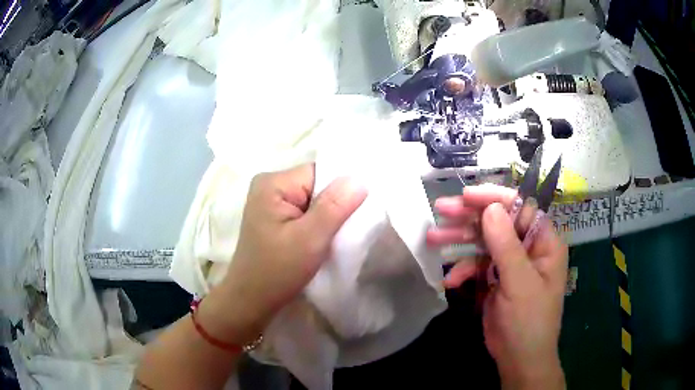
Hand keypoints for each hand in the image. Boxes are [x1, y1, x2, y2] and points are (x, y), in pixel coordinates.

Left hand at [205, 164, 366, 342]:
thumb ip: (335, 206)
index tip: (354, 215)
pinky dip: (317, 224)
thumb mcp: (310, 239)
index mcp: (273, 183)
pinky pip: (305, 212)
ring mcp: (271, 202)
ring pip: (313, 200)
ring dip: (327, 217)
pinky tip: (322, 239)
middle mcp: (269, 185)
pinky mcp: (275, 217)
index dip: (340, 192)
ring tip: (334, 237)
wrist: (251, 300)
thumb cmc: (277, 271)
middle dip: (334, 206)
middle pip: (317, 185)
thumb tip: (360, 179)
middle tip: (345, 230)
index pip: (320, 173)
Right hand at [427, 184, 567, 388]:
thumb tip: (490, 208)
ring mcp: (510, 262)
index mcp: (544, 242)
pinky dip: (462, 270)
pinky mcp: (495, 277)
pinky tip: (451, 282)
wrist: (518, 359)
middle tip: (440, 209)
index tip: (465, 197)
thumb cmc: (529, 321)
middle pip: (498, 221)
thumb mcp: (519, 284)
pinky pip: (476, 265)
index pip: (521, 207)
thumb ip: (506, 245)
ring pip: (483, 241)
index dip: (494, 198)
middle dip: (469, 217)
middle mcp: (528, 246)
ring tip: (431, 238)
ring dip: (459, 241)